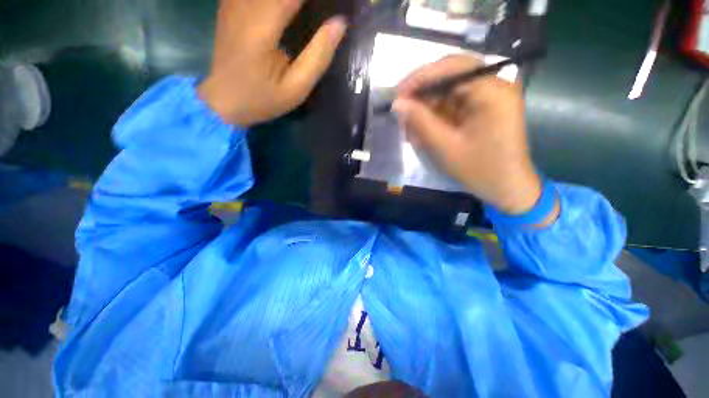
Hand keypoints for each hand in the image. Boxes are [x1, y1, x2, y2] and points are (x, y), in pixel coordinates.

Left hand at [198, 0, 346, 126]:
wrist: (223, 100)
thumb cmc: (263, 99)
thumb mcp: (296, 88)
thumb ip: (318, 56)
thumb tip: (339, 24)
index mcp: (263, 26)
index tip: (337, 4)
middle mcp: (245, 4)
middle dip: (306, 0)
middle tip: (325, 8)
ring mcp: (234, 1)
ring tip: (309, 11)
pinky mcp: (230, 3)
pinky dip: (278, 0)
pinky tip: (288, 10)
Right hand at [393, 55, 553, 219]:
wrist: (506, 188)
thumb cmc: (479, 170)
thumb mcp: (445, 146)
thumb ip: (420, 121)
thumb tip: (397, 103)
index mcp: (492, 91)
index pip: (452, 66)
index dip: (421, 77)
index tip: (398, 93)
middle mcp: (494, 86)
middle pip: (450, 76)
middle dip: (422, 93)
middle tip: (402, 110)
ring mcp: (489, 97)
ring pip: (449, 91)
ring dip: (427, 107)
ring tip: (410, 126)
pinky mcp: (483, 109)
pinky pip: (454, 104)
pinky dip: (436, 115)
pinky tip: (423, 129)